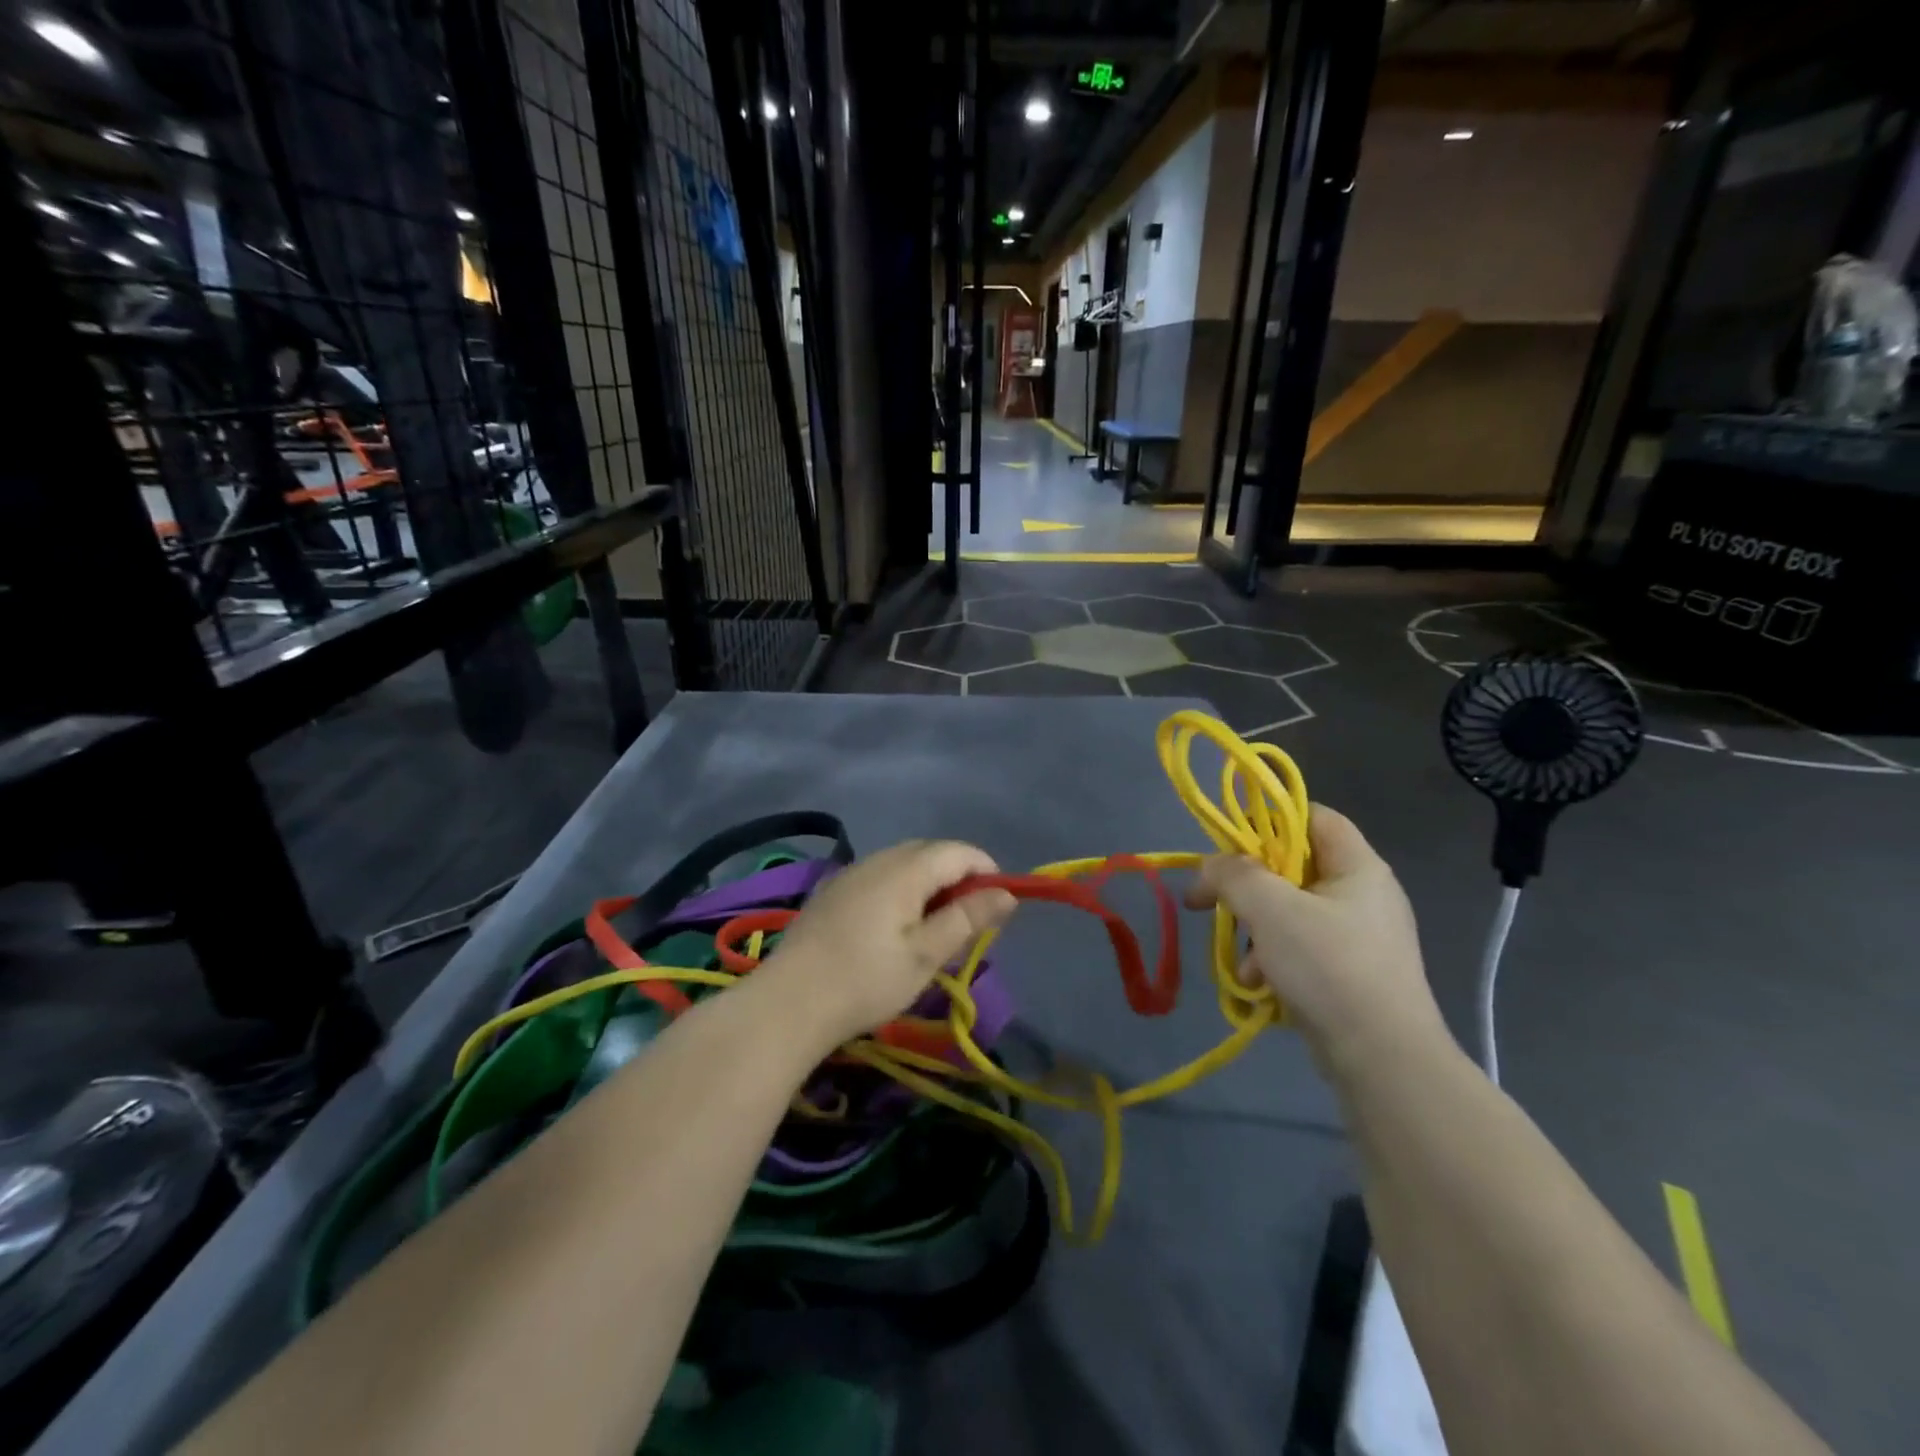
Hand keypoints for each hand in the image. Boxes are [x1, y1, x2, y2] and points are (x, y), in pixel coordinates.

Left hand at [753, 840, 1016, 1049]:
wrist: (789, 1002)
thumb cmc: (866, 980)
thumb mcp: (926, 954)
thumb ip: (967, 918)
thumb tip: (1006, 894)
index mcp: (905, 870)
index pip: (959, 852)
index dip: (986, 871)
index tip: (1000, 907)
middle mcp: (878, 860)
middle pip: (930, 852)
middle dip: (959, 877)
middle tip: (969, 922)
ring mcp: (851, 873)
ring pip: (903, 863)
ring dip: (929, 884)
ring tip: (935, 928)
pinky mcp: (833, 892)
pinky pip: (880, 876)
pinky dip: (902, 891)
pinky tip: (895, 928)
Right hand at [1183, 805, 1445, 1073]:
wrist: (1384, 1061)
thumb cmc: (1329, 967)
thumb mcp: (1270, 908)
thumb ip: (1232, 874)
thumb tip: (1209, 867)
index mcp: (1358, 866)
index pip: (1313, 816)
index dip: (1270, 819)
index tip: (1230, 844)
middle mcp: (1363, 895)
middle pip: (1292, 868)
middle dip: (1250, 889)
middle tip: (1216, 902)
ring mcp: (1359, 938)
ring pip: (1290, 913)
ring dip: (1256, 932)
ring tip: (1243, 963)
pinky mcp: (1350, 974)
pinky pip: (1300, 950)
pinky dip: (1273, 961)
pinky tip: (1258, 985)